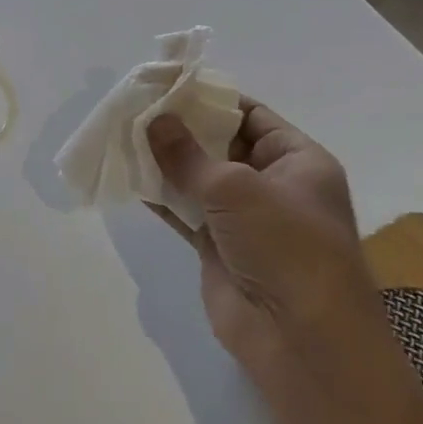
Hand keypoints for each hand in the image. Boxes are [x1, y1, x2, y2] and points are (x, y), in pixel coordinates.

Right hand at [147, 103, 383, 376]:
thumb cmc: (285, 245)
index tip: (166, 85)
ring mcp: (244, 219)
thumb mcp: (236, 188)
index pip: (250, 115)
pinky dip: (158, 196)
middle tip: (134, 107)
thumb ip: (188, 154)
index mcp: (298, 161)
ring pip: (197, 178)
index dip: (210, 98)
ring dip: (163, 160)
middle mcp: (273, 185)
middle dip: (180, 128)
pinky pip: (184, 210)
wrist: (301, 338)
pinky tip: (127, 176)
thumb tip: (154, 120)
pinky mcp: (218, 247)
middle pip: (220, 144)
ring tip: (121, 135)